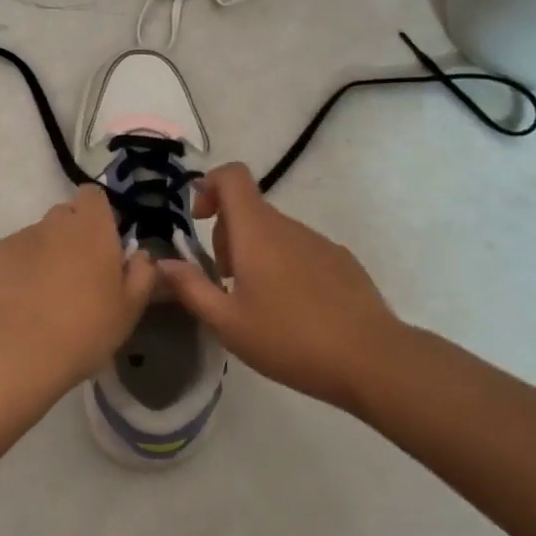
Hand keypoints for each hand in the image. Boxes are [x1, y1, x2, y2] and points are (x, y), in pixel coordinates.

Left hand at [0, 185, 156, 392]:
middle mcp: (54, 221)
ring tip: (41, 297)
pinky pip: (9, 256)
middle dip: (70, 237)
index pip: (93, 196)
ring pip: (36, 237)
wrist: (18, 351)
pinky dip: (14, 271)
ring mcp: (19, 236)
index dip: (97, 215)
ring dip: (42, 256)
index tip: (102, 243)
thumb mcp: (130, 309)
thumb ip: (142, 274)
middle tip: (76, 276)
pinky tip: (15, 303)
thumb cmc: (86, 328)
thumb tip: (140, 255)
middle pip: (64, 216)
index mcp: (92, 227)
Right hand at [158, 163, 407, 412]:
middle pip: (248, 209)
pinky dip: (285, 266)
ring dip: (256, 254)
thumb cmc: (290, 339)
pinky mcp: (341, 261)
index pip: (232, 176)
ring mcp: (319, 241)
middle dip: (227, 235)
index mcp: (256, 231)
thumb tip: (163, 263)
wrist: (372, 359)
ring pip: (274, 233)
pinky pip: (301, 250)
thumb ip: (191, 288)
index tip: (199, 219)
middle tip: (225, 282)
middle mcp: (288, 226)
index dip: (210, 185)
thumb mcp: (228, 323)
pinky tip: (294, 311)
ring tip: (258, 304)